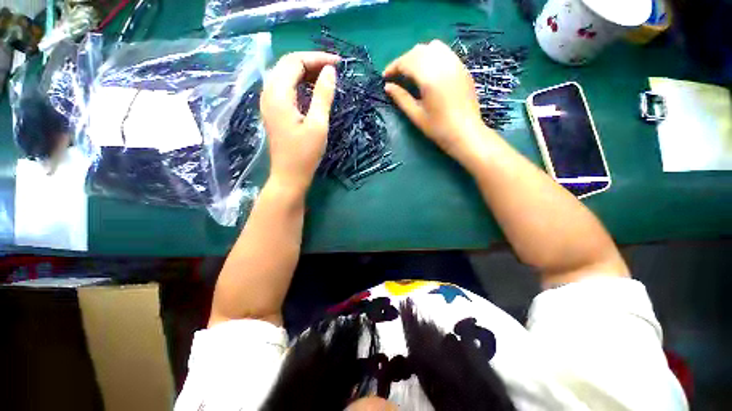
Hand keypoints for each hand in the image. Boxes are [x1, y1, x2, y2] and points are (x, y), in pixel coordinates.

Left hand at [260, 52, 338, 192]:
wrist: (289, 176)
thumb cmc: (305, 154)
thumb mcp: (318, 125)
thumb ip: (323, 96)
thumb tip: (330, 71)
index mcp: (278, 94)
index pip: (295, 62)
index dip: (317, 58)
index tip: (337, 63)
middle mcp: (268, 93)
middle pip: (287, 65)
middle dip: (311, 62)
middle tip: (333, 69)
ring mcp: (268, 103)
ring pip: (284, 75)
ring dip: (304, 72)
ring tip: (325, 77)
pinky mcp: (273, 111)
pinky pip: (284, 87)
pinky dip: (299, 83)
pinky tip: (311, 89)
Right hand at [384, 40, 493, 165]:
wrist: (466, 133)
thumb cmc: (438, 128)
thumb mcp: (416, 115)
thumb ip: (401, 98)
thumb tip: (387, 87)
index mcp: (429, 77)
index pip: (407, 61)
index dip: (393, 67)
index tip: (385, 77)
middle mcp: (443, 64)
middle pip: (418, 51)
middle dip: (404, 60)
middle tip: (396, 76)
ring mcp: (455, 64)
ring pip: (433, 47)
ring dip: (418, 55)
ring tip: (411, 71)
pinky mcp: (462, 68)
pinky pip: (445, 52)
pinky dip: (432, 56)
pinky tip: (428, 70)